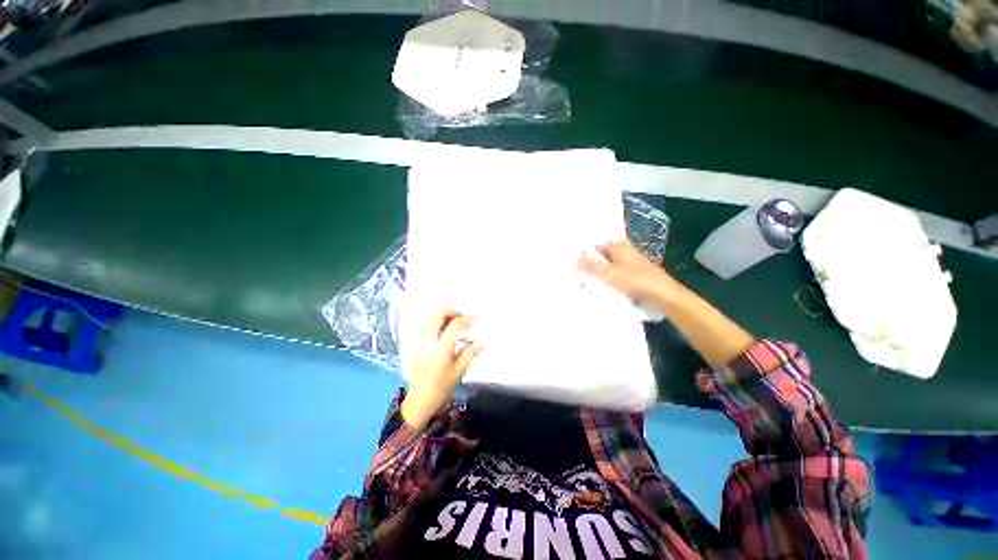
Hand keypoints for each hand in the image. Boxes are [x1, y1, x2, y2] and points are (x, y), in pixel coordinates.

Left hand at [401, 310, 481, 430]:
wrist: (419, 402)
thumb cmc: (441, 389)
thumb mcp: (458, 371)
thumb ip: (469, 353)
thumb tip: (481, 342)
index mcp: (440, 349)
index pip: (454, 326)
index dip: (466, 320)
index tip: (475, 318)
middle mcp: (428, 342)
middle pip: (437, 315)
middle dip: (451, 311)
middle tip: (462, 316)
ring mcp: (419, 343)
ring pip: (428, 318)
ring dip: (442, 315)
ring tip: (454, 321)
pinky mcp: (416, 345)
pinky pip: (425, 325)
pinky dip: (435, 321)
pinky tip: (444, 329)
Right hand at [577, 240, 684, 305]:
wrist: (664, 296)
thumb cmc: (638, 281)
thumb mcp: (611, 274)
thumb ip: (592, 267)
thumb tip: (574, 261)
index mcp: (619, 246)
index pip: (595, 246)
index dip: (583, 254)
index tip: (570, 262)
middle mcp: (623, 252)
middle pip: (600, 257)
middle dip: (588, 265)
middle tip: (572, 273)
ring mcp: (627, 264)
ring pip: (606, 267)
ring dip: (596, 274)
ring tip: (580, 281)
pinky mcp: (630, 275)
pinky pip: (612, 275)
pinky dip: (605, 280)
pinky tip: (596, 287)